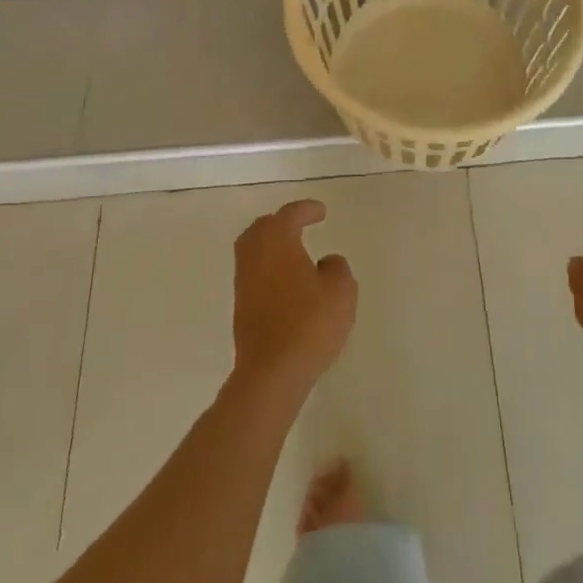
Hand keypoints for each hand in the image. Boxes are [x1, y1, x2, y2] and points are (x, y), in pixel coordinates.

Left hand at [232, 199, 357, 399]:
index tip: (321, 212)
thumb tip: (326, 262)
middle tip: (300, 224)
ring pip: (252, 250)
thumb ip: (337, 268)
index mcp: (277, 242)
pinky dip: (268, 267)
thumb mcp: (341, 291)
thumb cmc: (309, 324)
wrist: (272, 373)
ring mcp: (244, 283)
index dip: (305, 209)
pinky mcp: (241, 308)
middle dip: (280, 222)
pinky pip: (253, 274)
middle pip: (261, 228)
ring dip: (271, 245)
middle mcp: (255, 256)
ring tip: (293, 251)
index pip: (289, 215)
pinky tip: (286, 281)